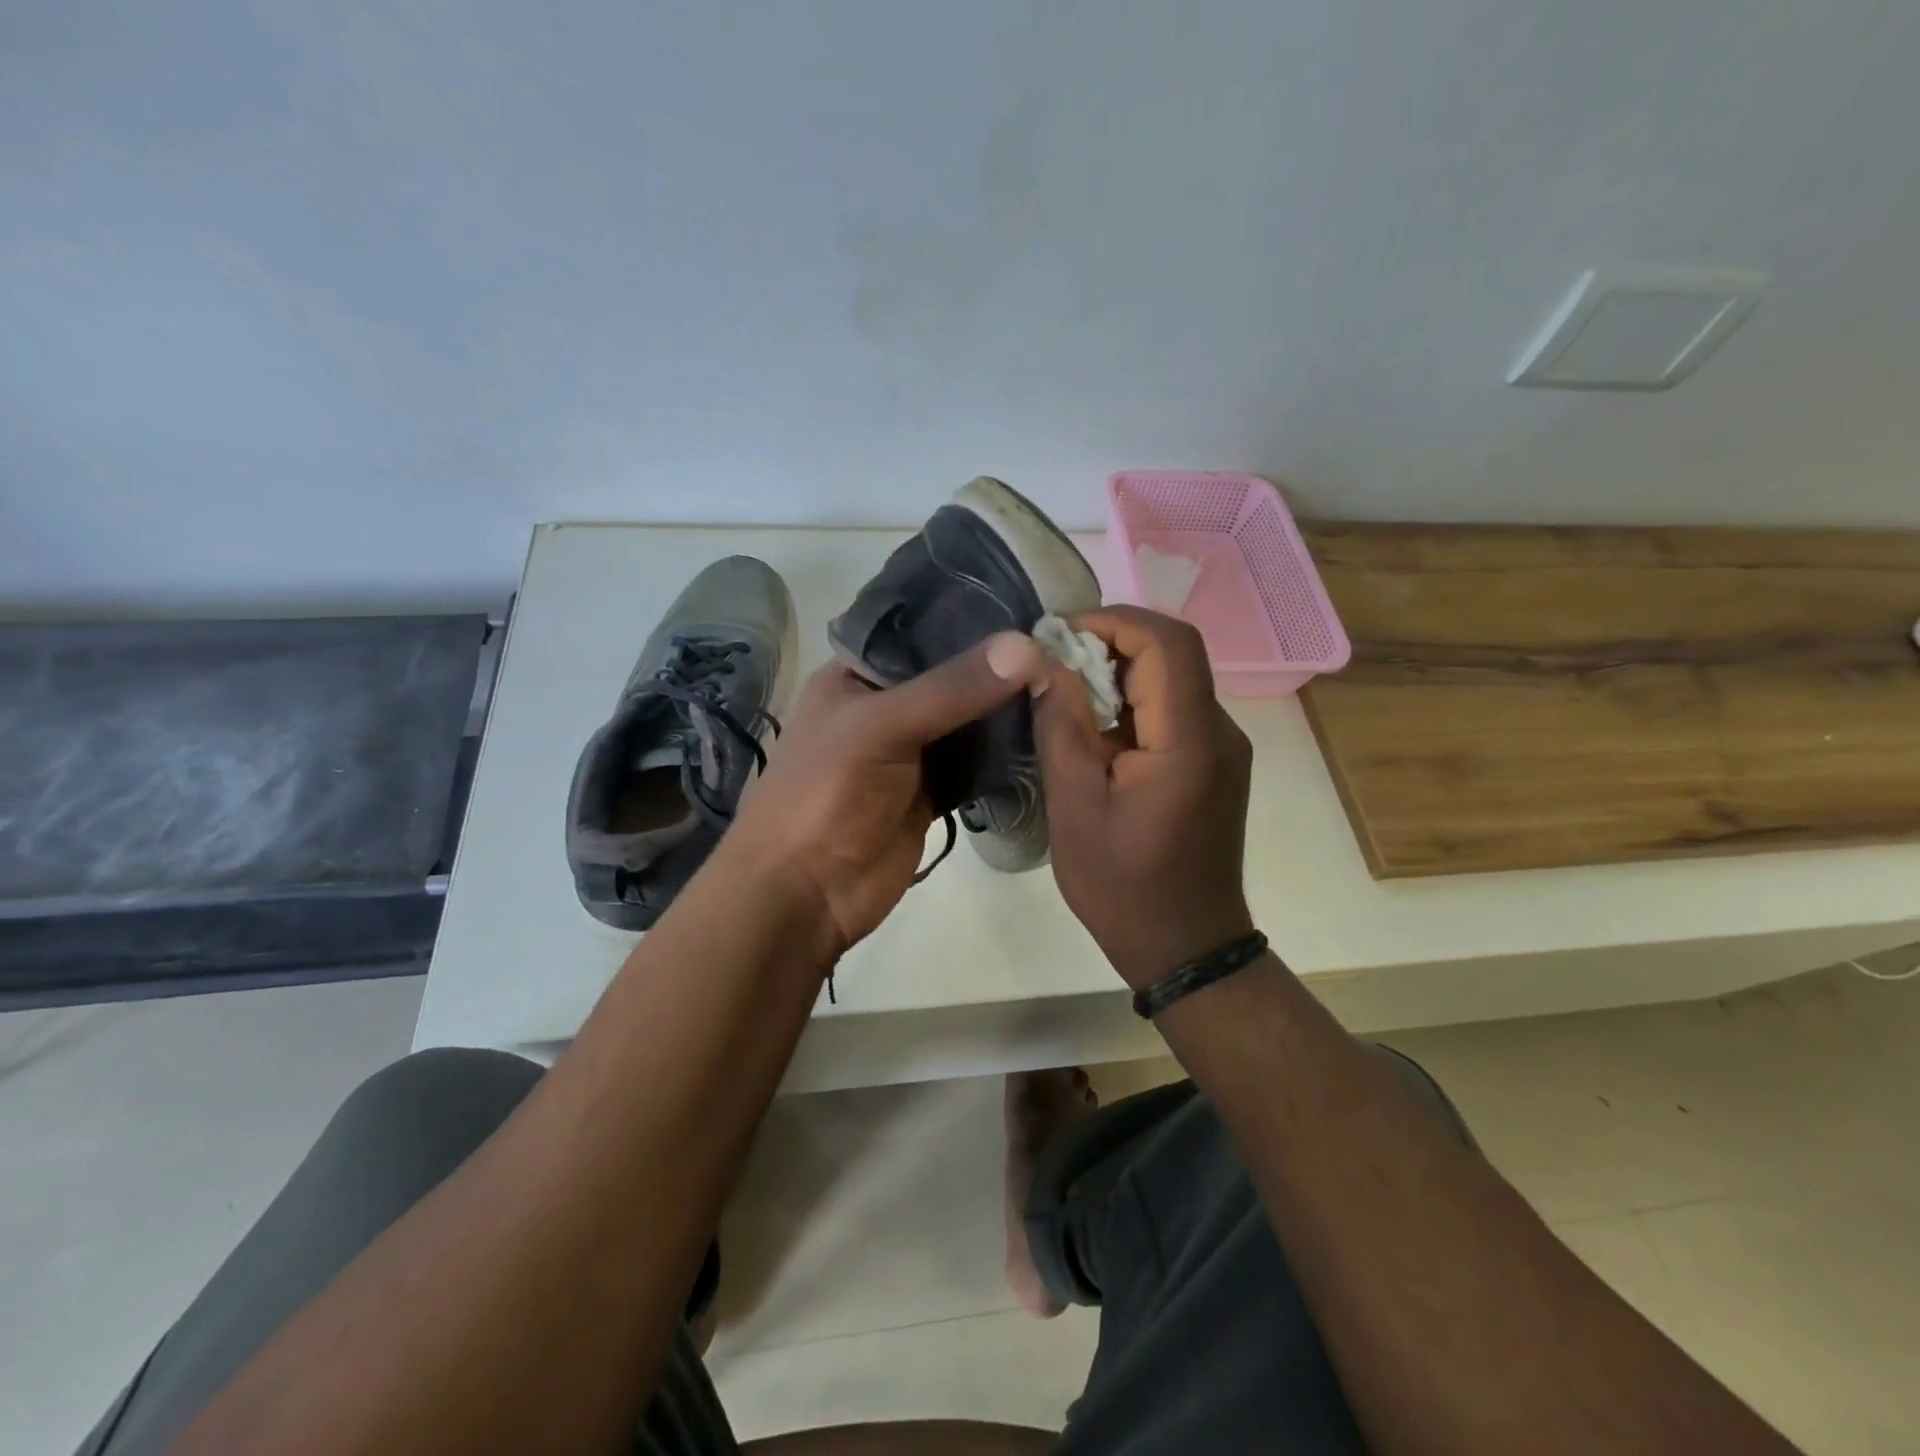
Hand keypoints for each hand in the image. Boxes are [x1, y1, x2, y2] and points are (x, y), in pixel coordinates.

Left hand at [724, 633, 1048, 959]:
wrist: (805, 892)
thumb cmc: (825, 793)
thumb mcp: (881, 727)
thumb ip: (952, 688)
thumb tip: (1028, 647)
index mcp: (858, 674)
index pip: (920, 630)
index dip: (971, 618)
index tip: (1032, 606)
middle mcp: (886, 706)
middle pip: (951, 676)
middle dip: (999, 666)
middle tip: (1065, 649)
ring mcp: (911, 751)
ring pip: (968, 720)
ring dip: (1006, 709)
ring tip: (1067, 684)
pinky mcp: (932, 792)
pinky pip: (975, 763)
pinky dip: (1004, 755)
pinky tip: (1047, 736)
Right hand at [1032, 607, 1254, 989]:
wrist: (1186, 947)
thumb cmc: (1123, 887)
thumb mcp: (1075, 807)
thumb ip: (1062, 727)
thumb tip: (1044, 663)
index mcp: (1189, 741)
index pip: (1168, 643)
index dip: (1114, 620)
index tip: (1058, 632)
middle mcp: (1219, 733)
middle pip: (1173, 653)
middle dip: (1110, 642)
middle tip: (1051, 661)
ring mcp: (1221, 749)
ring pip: (1172, 679)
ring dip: (1117, 672)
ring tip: (1062, 693)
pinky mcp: (1212, 764)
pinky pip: (1172, 711)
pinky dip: (1130, 702)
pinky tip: (1092, 729)